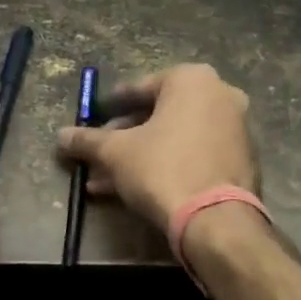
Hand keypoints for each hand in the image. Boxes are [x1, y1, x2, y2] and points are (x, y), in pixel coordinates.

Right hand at [56, 63, 257, 230]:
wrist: (215, 219)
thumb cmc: (162, 168)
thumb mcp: (116, 152)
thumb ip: (87, 141)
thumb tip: (61, 136)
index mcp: (192, 80)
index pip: (141, 88)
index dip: (112, 106)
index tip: (94, 120)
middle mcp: (220, 95)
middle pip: (159, 115)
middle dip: (124, 138)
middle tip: (99, 155)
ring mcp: (235, 129)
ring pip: (174, 139)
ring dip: (140, 157)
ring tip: (105, 180)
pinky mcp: (240, 161)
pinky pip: (193, 155)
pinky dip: (167, 166)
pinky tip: (135, 189)